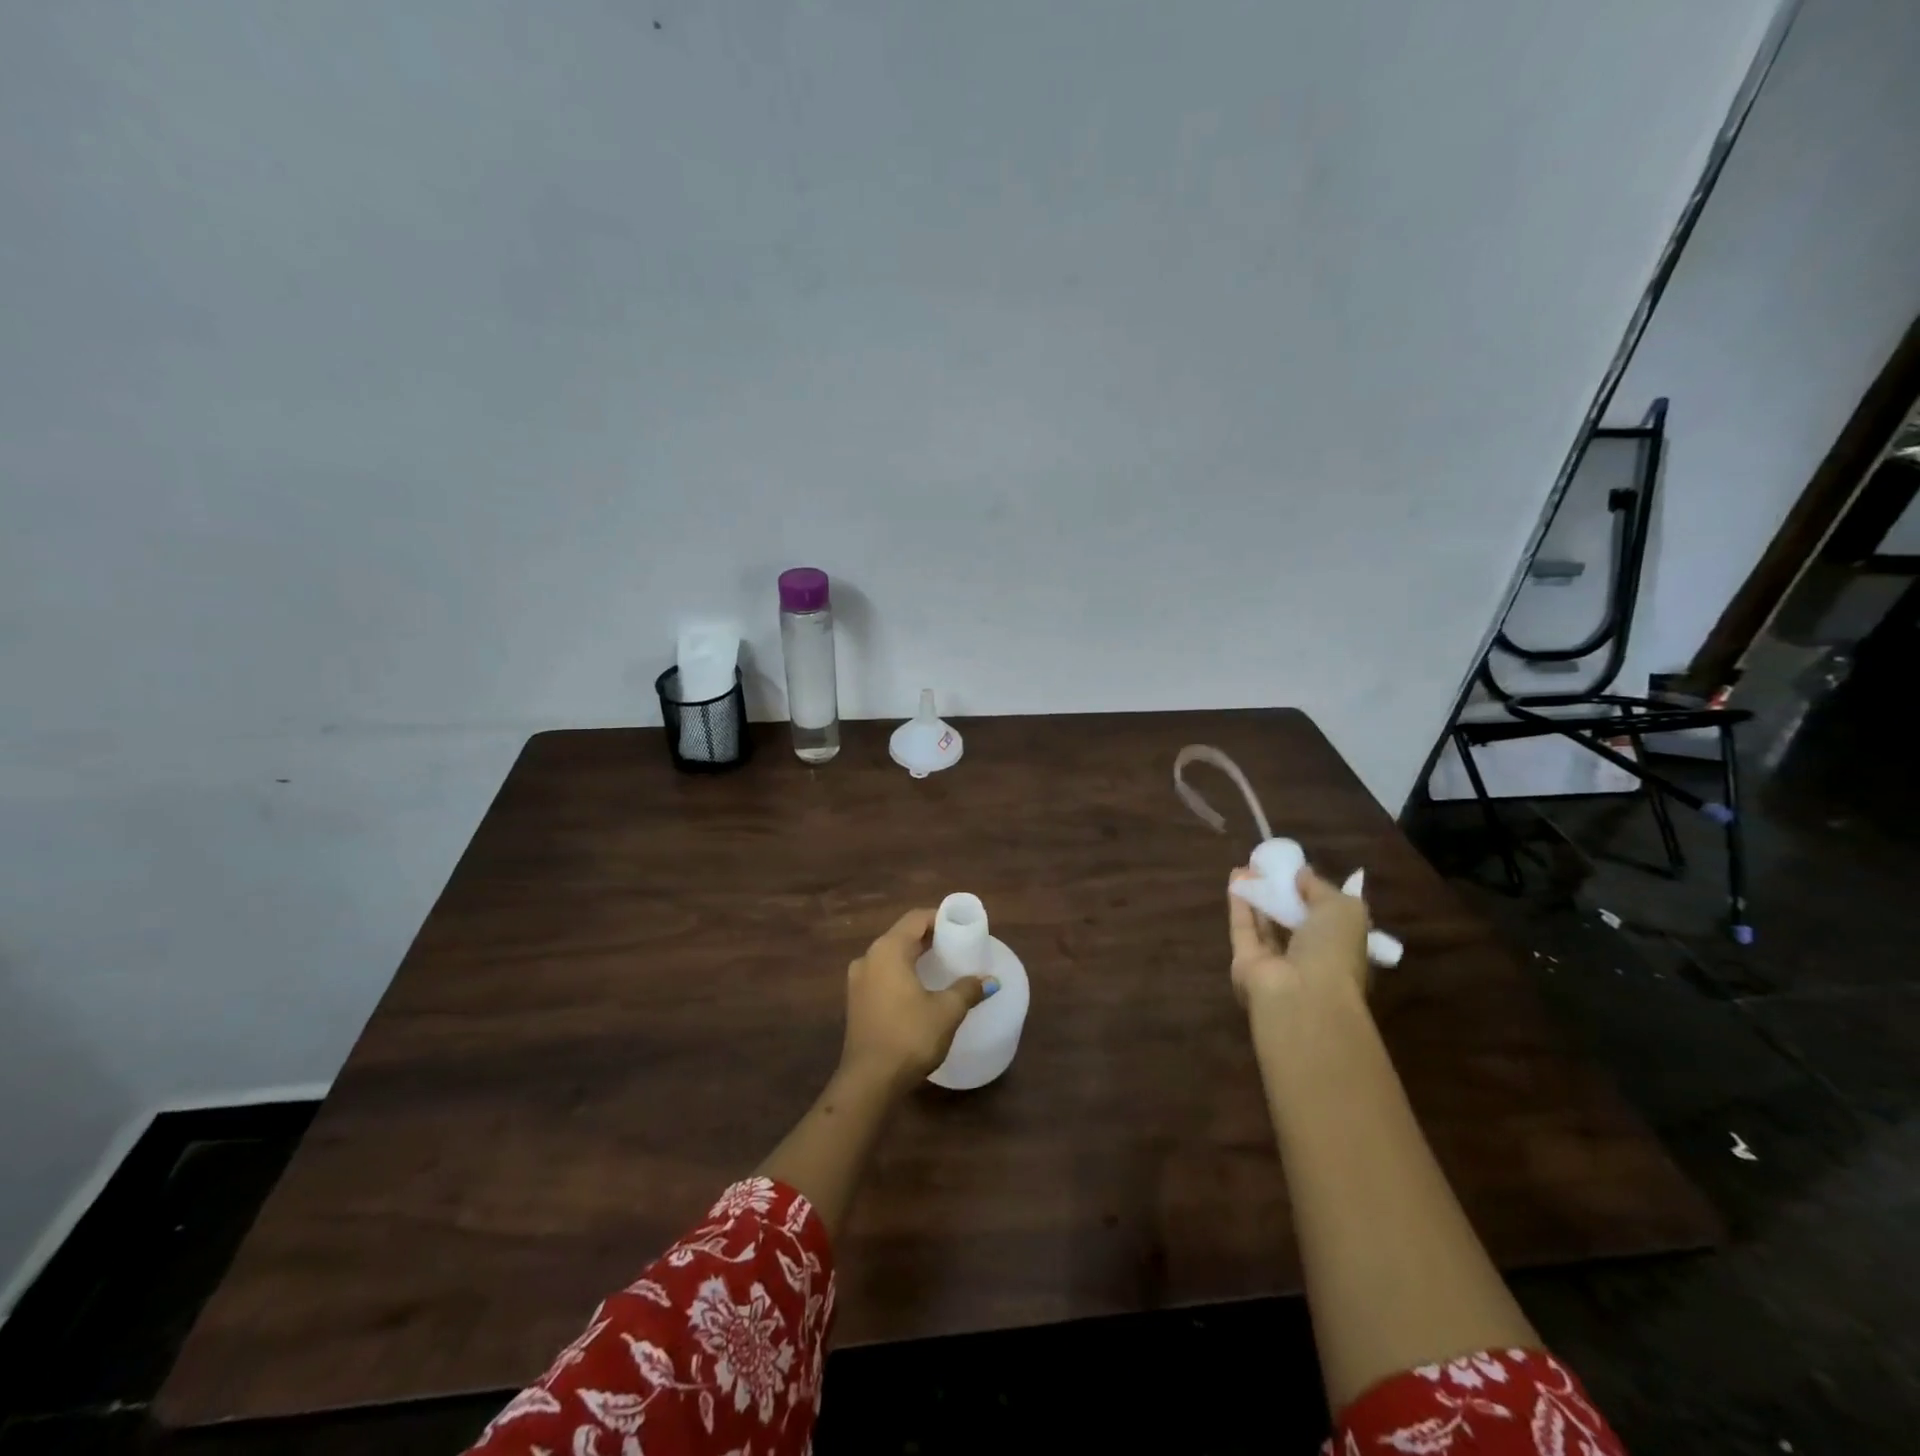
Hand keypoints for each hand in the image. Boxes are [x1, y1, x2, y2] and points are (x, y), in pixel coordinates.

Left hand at [840, 908, 996, 1092]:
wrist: (869, 1081)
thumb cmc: (909, 1037)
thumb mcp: (946, 1012)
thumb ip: (968, 990)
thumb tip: (990, 980)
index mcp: (888, 950)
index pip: (916, 919)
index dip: (940, 918)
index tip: (961, 927)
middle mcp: (869, 957)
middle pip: (902, 935)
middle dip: (929, 937)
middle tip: (956, 945)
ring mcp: (858, 980)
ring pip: (890, 955)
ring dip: (914, 955)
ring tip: (940, 966)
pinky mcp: (856, 1001)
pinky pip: (882, 973)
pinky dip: (901, 972)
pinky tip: (919, 988)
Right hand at [1228, 864, 1370, 1010]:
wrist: (1300, 994)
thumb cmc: (1334, 951)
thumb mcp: (1344, 909)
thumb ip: (1320, 887)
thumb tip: (1301, 873)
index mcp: (1341, 950)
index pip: (1327, 921)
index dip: (1313, 894)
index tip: (1298, 871)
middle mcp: (1309, 959)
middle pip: (1292, 922)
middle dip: (1282, 893)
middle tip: (1270, 866)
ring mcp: (1275, 963)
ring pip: (1265, 924)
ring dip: (1258, 894)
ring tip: (1249, 865)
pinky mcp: (1245, 962)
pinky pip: (1243, 927)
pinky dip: (1239, 902)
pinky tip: (1236, 876)